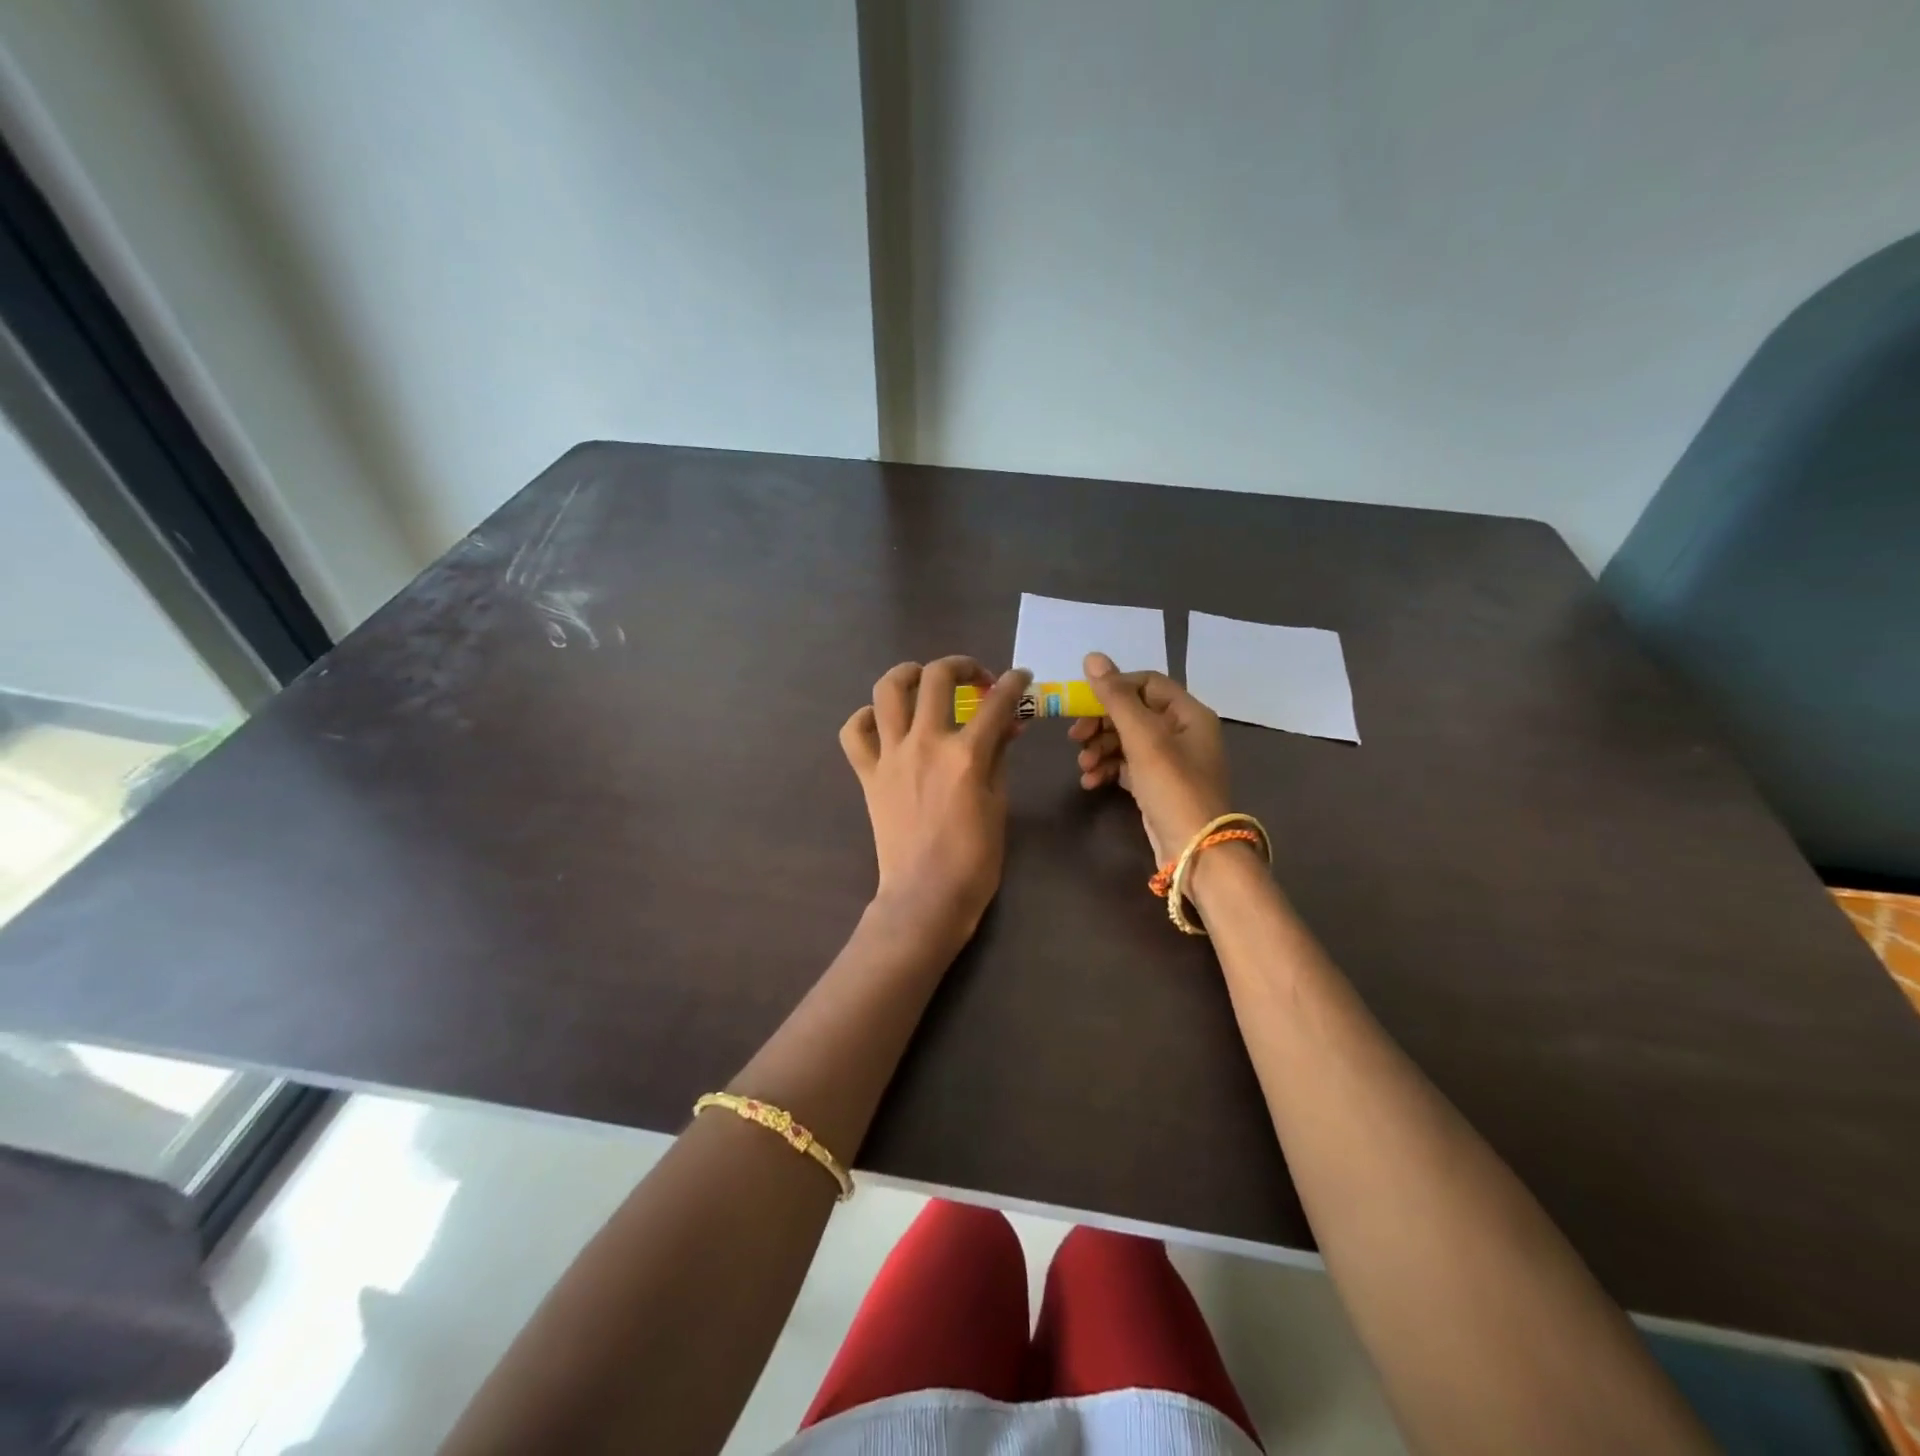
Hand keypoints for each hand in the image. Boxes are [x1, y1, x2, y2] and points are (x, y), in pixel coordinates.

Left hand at [840, 657, 1031, 944]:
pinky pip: (854, 732)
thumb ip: (1000, 756)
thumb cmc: (974, 858)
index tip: (1022, 678)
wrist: (926, 896)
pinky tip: (883, 721)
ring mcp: (891, 756)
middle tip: (977, 679)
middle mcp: (925, 743)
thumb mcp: (999, 803)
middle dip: (962, 666)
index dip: (1015, 683)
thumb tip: (1007, 723)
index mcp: (966, 755)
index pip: (997, 702)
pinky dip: (866, 717)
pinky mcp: (868, 774)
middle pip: (937, 678)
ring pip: (887, 691)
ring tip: (924, 679)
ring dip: (908, 674)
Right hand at [1070, 651, 1230, 863]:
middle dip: (1101, 724)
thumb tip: (1092, 658)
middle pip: (1133, 712)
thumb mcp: (1143, 738)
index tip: (1083, 703)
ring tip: (1083, 767)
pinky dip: (1107, 769)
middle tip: (1074, 737)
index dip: (1114, 688)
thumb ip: (1116, 697)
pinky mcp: (1156, 785)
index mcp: (1188, 713)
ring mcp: (1170, 761)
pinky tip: (1091, 782)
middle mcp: (1182, 732)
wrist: (1194, 851)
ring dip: (1099, 749)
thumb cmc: (1173, 787)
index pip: (1147, 683)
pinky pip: (1126, 766)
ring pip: (1126, 740)